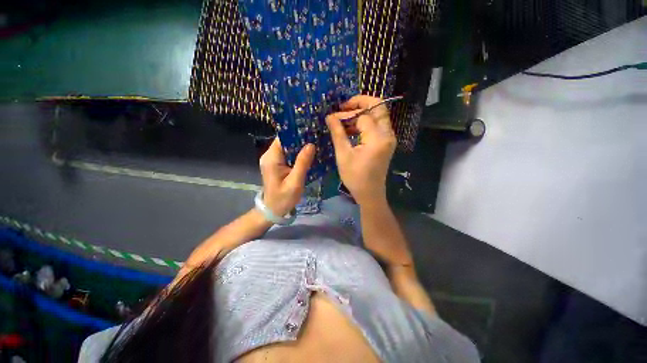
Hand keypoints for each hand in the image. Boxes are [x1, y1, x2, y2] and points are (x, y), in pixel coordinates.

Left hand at [259, 138, 315, 216]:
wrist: (272, 210)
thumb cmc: (283, 198)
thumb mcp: (295, 182)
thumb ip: (302, 163)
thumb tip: (311, 144)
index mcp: (271, 158)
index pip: (283, 138)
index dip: (296, 132)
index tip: (311, 129)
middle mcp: (269, 156)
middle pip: (285, 141)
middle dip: (300, 138)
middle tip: (316, 136)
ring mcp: (272, 160)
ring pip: (287, 147)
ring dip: (300, 146)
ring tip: (315, 143)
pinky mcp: (276, 165)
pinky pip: (287, 154)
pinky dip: (297, 153)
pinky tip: (308, 154)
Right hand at [325, 95, 395, 205]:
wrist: (370, 194)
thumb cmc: (355, 177)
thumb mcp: (343, 155)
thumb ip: (338, 133)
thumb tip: (330, 116)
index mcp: (377, 138)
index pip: (363, 115)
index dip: (347, 114)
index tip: (332, 117)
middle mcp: (387, 135)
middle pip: (379, 108)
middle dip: (360, 103)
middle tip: (343, 107)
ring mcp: (388, 139)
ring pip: (378, 116)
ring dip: (362, 114)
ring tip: (344, 120)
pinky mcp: (386, 143)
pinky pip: (377, 126)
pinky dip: (365, 123)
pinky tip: (352, 128)